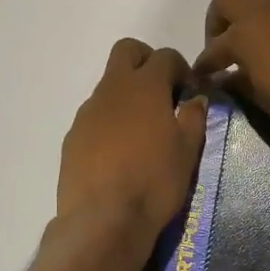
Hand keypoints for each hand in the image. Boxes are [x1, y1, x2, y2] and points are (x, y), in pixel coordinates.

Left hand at [57, 39, 207, 242]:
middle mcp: (112, 89)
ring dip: (127, 95)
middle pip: (126, 51)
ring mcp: (88, 112)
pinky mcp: (73, 136)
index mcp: (145, 86)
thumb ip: (194, 117)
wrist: (103, 219)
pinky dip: (110, 122)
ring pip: (108, 85)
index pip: (164, 56)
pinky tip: (119, 153)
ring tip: (142, 132)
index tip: (189, 92)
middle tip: (162, 92)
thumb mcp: (188, 150)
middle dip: (146, 62)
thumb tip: (196, 98)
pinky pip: (95, 115)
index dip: (180, 68)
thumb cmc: (155, 181)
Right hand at [193, 0, 269, 154]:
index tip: (204, 76)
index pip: (214, 47)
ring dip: (254, 15)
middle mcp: (266, 9)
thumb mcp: (263, 100)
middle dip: (221, 22)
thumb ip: (241, 82)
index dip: (206, 64)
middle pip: (229, 1)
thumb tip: (228, 77)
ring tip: (259, 41)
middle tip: (226, 48)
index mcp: (245, 33)